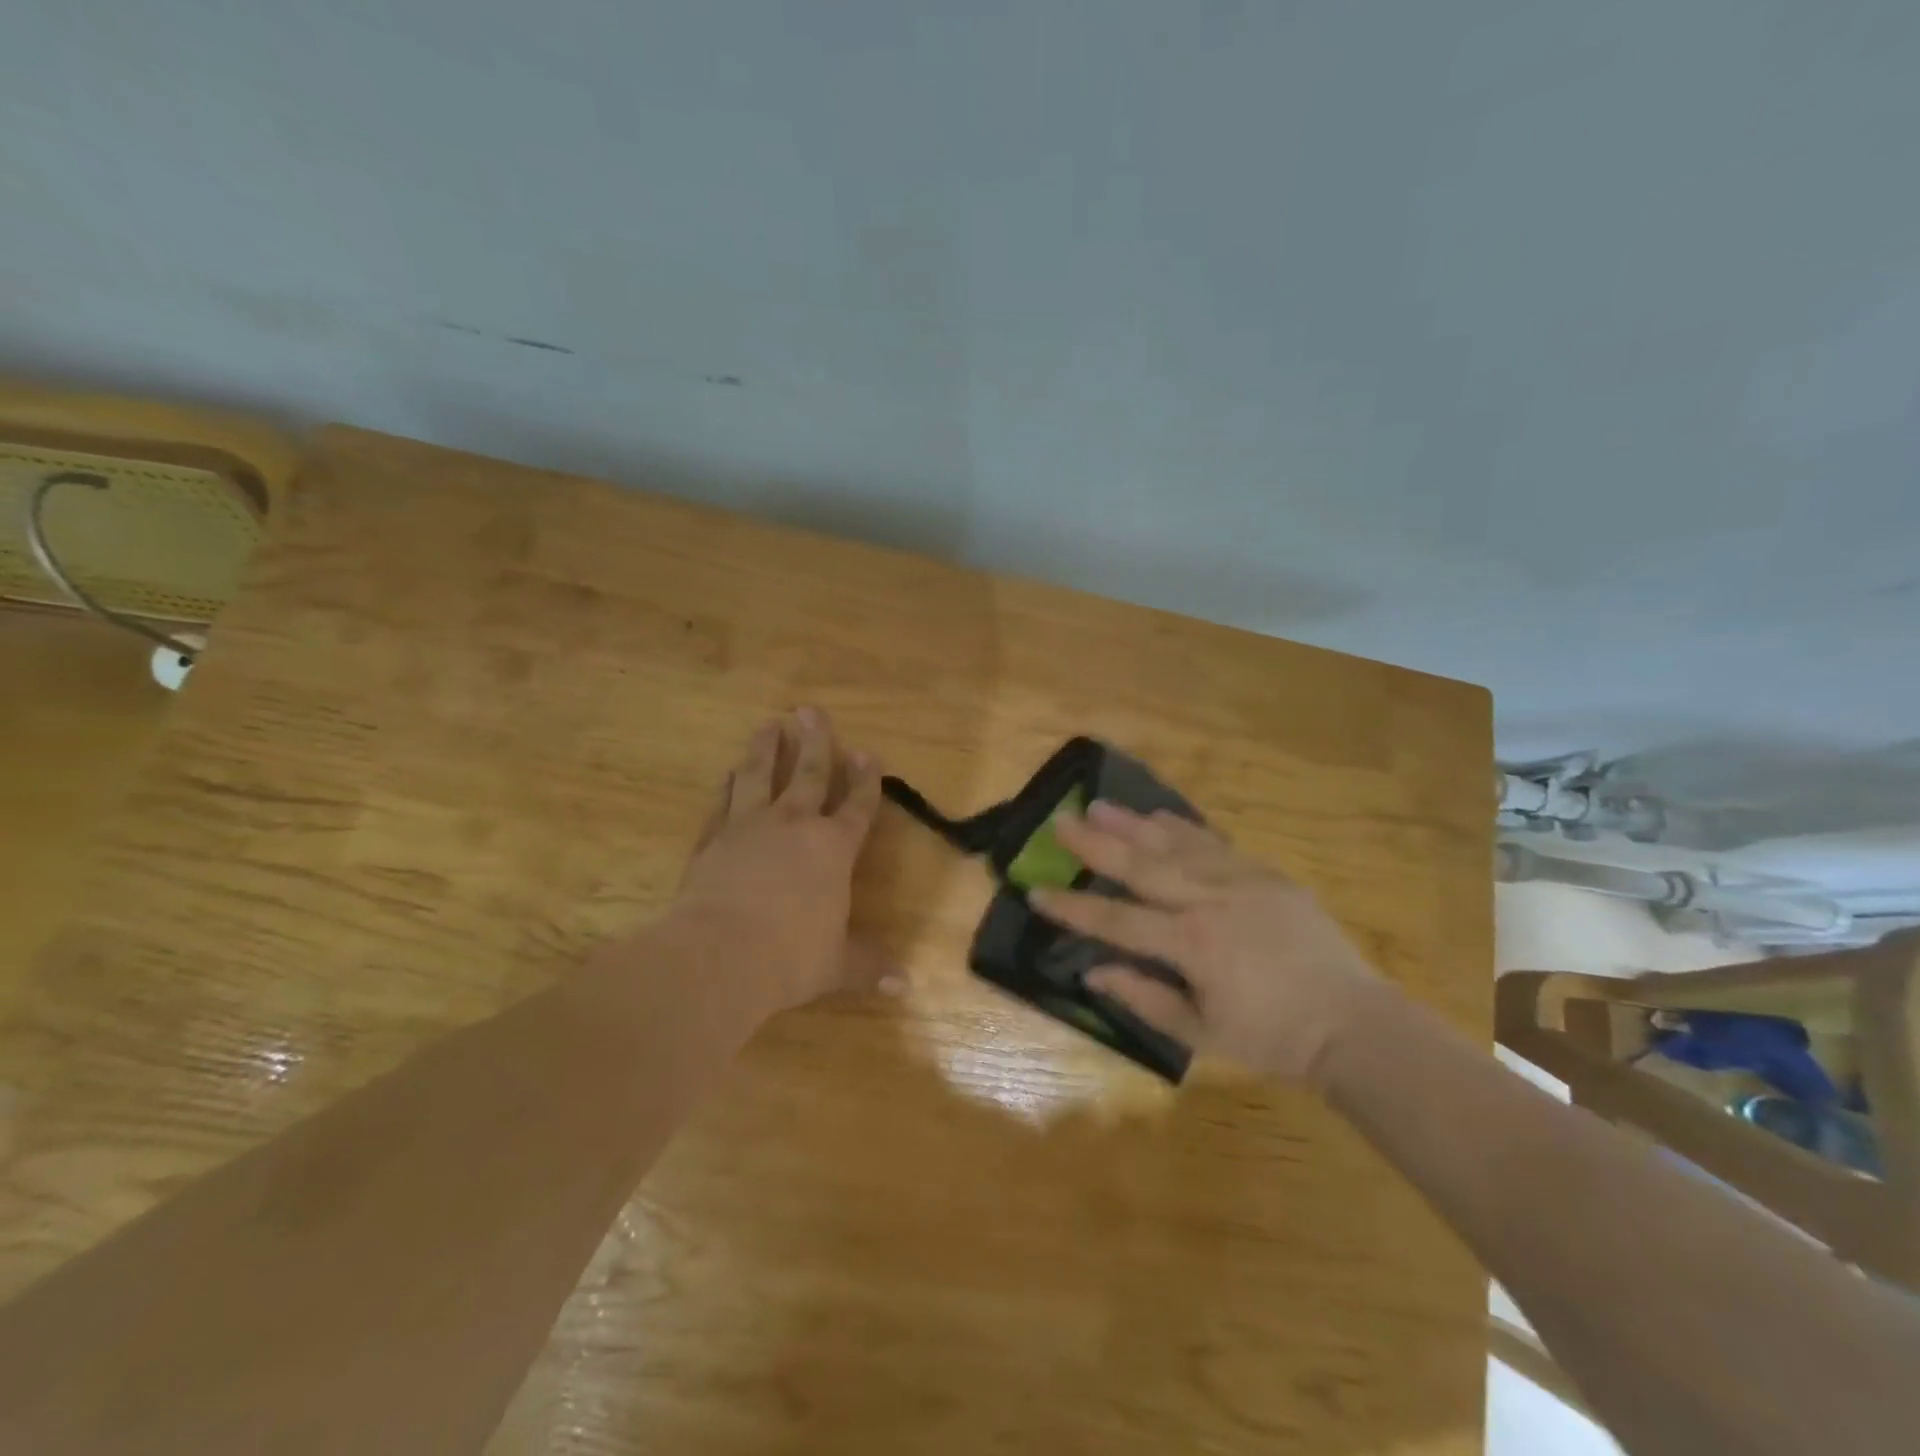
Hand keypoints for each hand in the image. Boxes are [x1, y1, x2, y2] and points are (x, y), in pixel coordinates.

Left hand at [670, 707, 899, 1015]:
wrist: (717, 955)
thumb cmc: (790, 957)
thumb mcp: (836, 965)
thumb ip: (869, 966)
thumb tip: (907, 985)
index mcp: (832, 849)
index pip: (857, 806)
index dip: (866, 780)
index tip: (868, 753)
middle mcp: (793, 826)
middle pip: (809, 775)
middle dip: (815, 742)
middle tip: (810, 711)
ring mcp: (749, 828)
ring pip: (760, 776)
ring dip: (766, 749)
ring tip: (769, 724)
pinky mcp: (712, 841)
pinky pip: (723, 803)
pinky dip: (728, 787)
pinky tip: (728, 774)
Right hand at [1031, 801, 1392, 1084]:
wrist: (1352, 1022)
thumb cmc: (1273, 1038)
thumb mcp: (1203, 1033)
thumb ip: (1145, 1000)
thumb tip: (1093, 972)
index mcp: (1193, 945)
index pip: (1117, 922)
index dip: (1073, 909)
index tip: (1035, 892)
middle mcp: (1211, 902)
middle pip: (1142, 867)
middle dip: (1096, 845)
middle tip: (1061, 822)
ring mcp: (1241, 881)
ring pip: (1176, 845)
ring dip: (1133, 824)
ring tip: (1100, 805)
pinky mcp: (1265, 874)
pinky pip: (1215, 844)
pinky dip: (1183, 828)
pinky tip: (1159, 815)